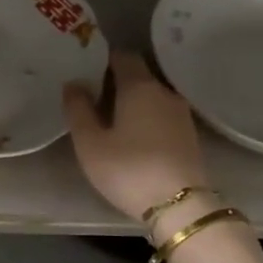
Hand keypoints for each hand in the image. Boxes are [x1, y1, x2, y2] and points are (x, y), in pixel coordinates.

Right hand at [65, 51, 210, 223]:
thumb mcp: (90, 143)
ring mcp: (181, 113)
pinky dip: (146, 117)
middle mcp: (164, 91)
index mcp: (139, 86)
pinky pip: (161, 114)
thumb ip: (78, 109)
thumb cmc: (128, 169)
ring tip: (110, 119)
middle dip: (115, 81)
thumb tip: (74, 83)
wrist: (180, 206)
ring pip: (151, 96)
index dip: (103, 59)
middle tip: (91, 98)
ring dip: (132, 101)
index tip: (85, 71)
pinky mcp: (189, 134)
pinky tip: (133, 136)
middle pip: (138, 75)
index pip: (122, 56)